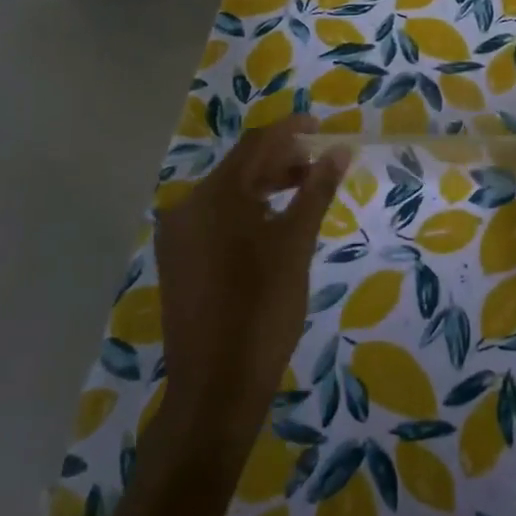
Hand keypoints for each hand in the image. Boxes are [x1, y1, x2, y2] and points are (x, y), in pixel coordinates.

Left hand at [155, 117, 348, 454]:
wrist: (216, 387)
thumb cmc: (263, 309)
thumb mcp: (296, 244)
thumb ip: (316, 190)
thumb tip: (338, 150)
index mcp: (215, 195)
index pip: (257, 144)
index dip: (291, 130)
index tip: (322, 127)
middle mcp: (188, 206)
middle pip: (241, 166)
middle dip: (282, 160)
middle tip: (320, 166)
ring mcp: (178, 235)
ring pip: (228, 193)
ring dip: (265, 186)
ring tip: (304, 192)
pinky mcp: (178, 260)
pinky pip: (216, 218)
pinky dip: (246, 211)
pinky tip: (272, 224)